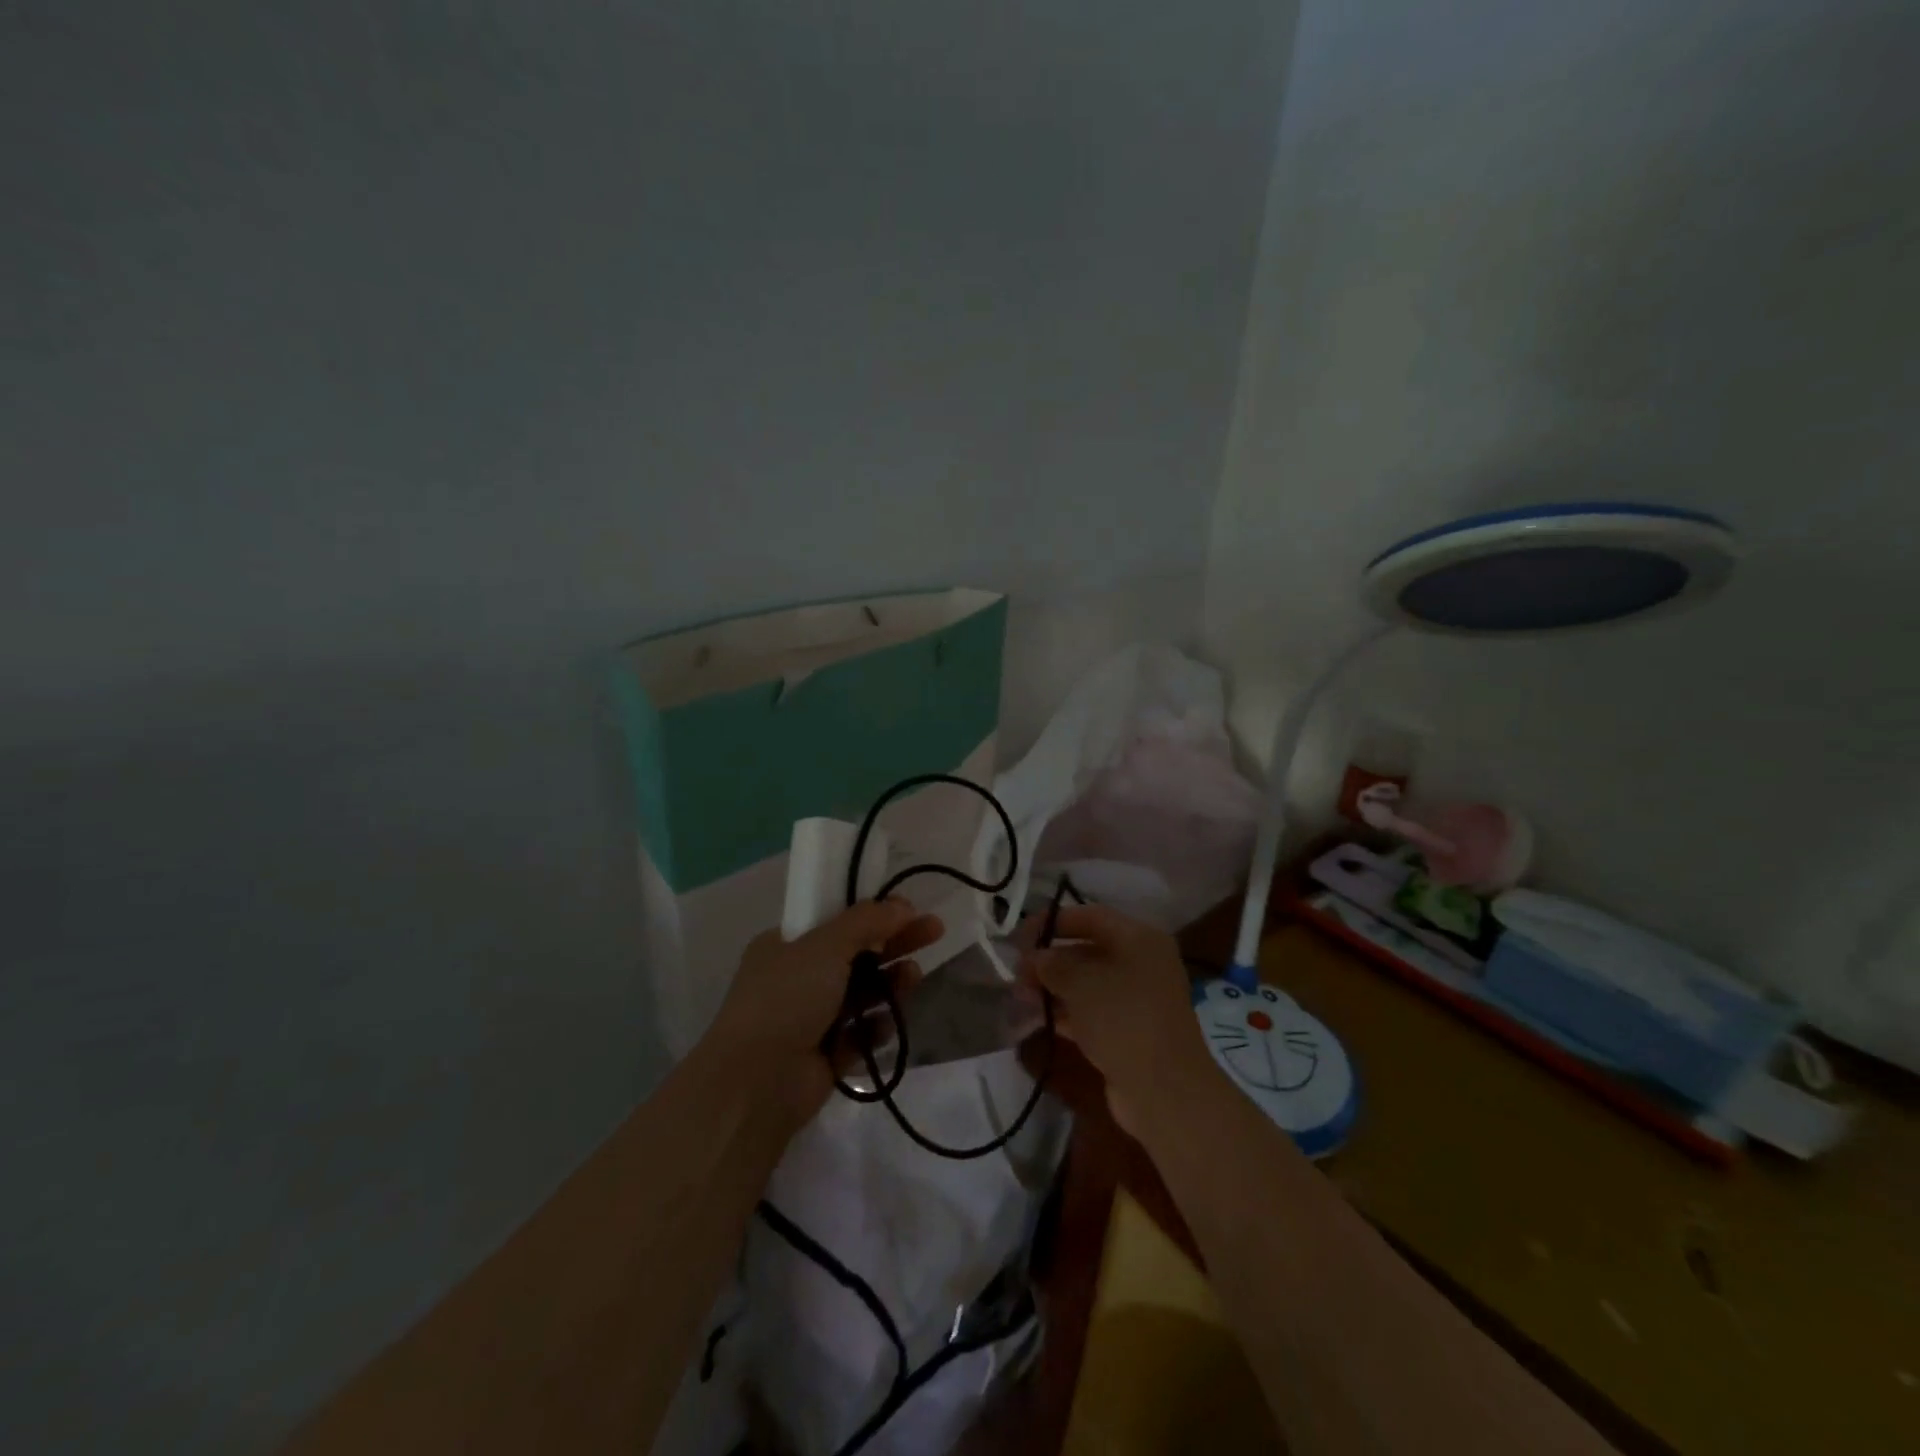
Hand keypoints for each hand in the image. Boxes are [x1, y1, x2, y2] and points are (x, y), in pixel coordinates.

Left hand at [708, 900, 943, 1127]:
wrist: (757, 1082)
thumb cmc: (787, 998)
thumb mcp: (825, 945)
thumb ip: (866, 921)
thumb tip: (902, 905)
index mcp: (785, 945)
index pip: (835, 920)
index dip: (872, 913)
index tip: (907, 908)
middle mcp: (796, 979)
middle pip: (855, 954)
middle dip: (894, 942)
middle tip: (935, 931)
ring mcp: (809, 1019)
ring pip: (861, 994)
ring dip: (890, 982)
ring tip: (915, 975)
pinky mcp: (825, 1056)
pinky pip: (859, 1035)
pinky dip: (876, 1026)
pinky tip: (890, 1022)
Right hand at [1023, 904, 1218, 1136]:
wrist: (1164, 1091)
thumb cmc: (1123, 1020)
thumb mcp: (1081, 983)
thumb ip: (1052, 964)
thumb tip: (1035, 958)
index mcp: (1139, 939)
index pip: (1090, 916)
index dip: (1053, 922)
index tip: (1019, 937)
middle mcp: (1140, 963)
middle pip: (1087, 949)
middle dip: (1049, 959)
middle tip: (1017, 974)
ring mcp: (1136, 999)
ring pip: (1087, 983)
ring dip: (1053, 987)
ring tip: (1021, 998)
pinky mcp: (1128, 1030)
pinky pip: (1091, 1010)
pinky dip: (1065, 1012)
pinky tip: (1037, 1019)